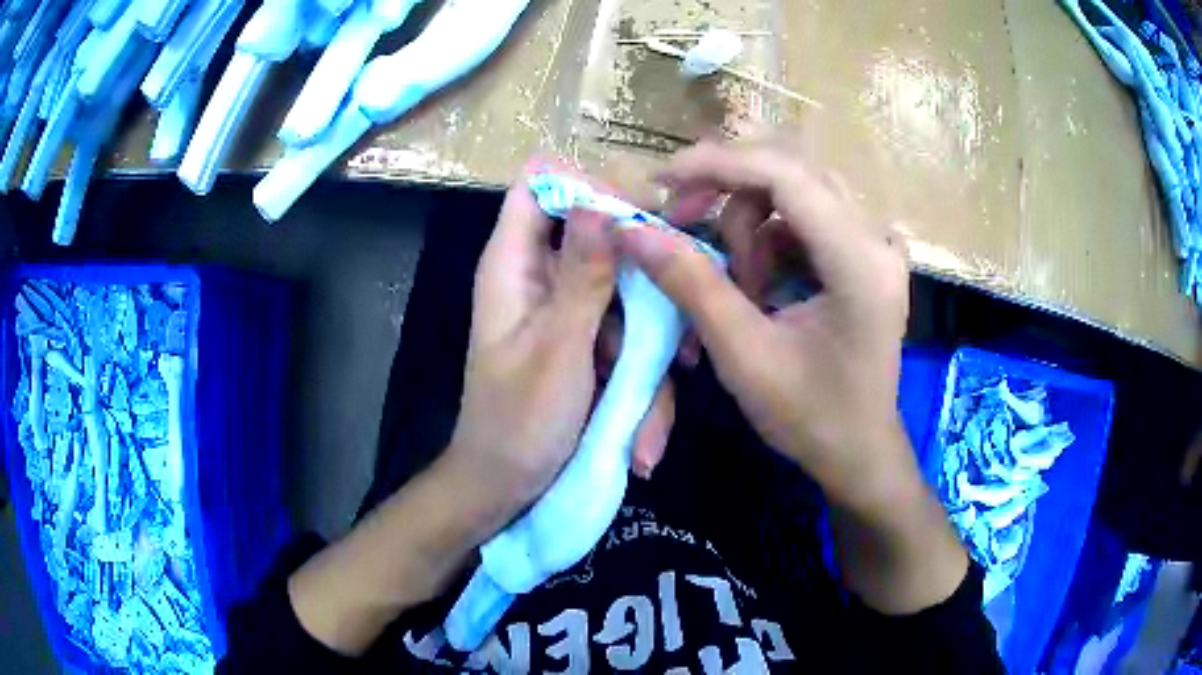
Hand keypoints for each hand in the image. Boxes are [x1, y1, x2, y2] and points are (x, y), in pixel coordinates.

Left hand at [445, 161, 673, 523]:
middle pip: (598, 235)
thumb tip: (599, 203)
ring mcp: (567, 310)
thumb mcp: (557, 349)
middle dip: (642, 273)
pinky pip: (625, 335)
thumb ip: (582, 276)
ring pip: (624, 292)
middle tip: (681, 316)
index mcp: (513, 265)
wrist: (505, 488)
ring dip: (649, 345)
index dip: (587, 184)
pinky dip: (640, 377)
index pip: (539, 185)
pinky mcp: (586, 342)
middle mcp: (540, 276)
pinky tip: (643, 434)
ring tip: (658, 402)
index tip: (639, 216)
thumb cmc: (518, 423)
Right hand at [617, 138, 909, 509]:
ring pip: (797, 187)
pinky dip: (771, 235)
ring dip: (751, 220)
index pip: (786, 174)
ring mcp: (877, 243)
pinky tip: (762, 282)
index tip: (663, 181)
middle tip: (682, 221)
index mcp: (859, 263)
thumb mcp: (743, 355)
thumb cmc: (809, 417)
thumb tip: (633, 231)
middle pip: (791, 169)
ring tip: (738, 282)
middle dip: (728, 188)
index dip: (718, 164)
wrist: (860, 452)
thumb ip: (690, 283)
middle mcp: (876, 238)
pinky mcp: (869, 252)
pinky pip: (808, 214)